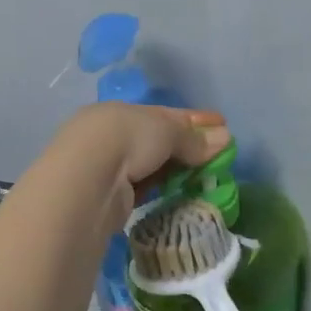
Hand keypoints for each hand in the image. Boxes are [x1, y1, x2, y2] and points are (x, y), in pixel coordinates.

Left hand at [49, 104, 229, 227]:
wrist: (87, 180)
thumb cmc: (126, 140)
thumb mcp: (166, 130)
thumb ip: (193, 138)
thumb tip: (224, 139)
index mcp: (119, 112)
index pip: (163, 114)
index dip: (195, 120)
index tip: (222, 125)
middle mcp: (109, 136)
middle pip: (156, 140)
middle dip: (187, 147)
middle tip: (218, 157)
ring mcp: (105, 168)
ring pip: (149, 166)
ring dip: (175, 170)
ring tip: (204, 179)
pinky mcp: (107, 197)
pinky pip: (142, 189)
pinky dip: (160, 189)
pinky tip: (178, 194)